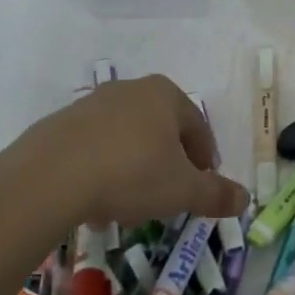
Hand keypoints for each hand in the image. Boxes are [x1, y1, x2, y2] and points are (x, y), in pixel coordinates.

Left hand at [3, 74, 248, 229]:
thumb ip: (216, 193)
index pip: (198, 128)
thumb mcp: (183, 190)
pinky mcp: (60, 124)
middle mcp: (130, 90)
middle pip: (161, 130)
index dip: (204, 161)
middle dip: (167, 165)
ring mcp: (91, 104)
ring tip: (128, 205)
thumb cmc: (131, 174)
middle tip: (166, 197)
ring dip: (134, 168)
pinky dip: (102, 170)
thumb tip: (245, 198)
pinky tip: (96, 200)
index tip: (200, 188)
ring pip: (126, 139)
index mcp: (165, 95)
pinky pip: (94, 147)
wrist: (50, 177)